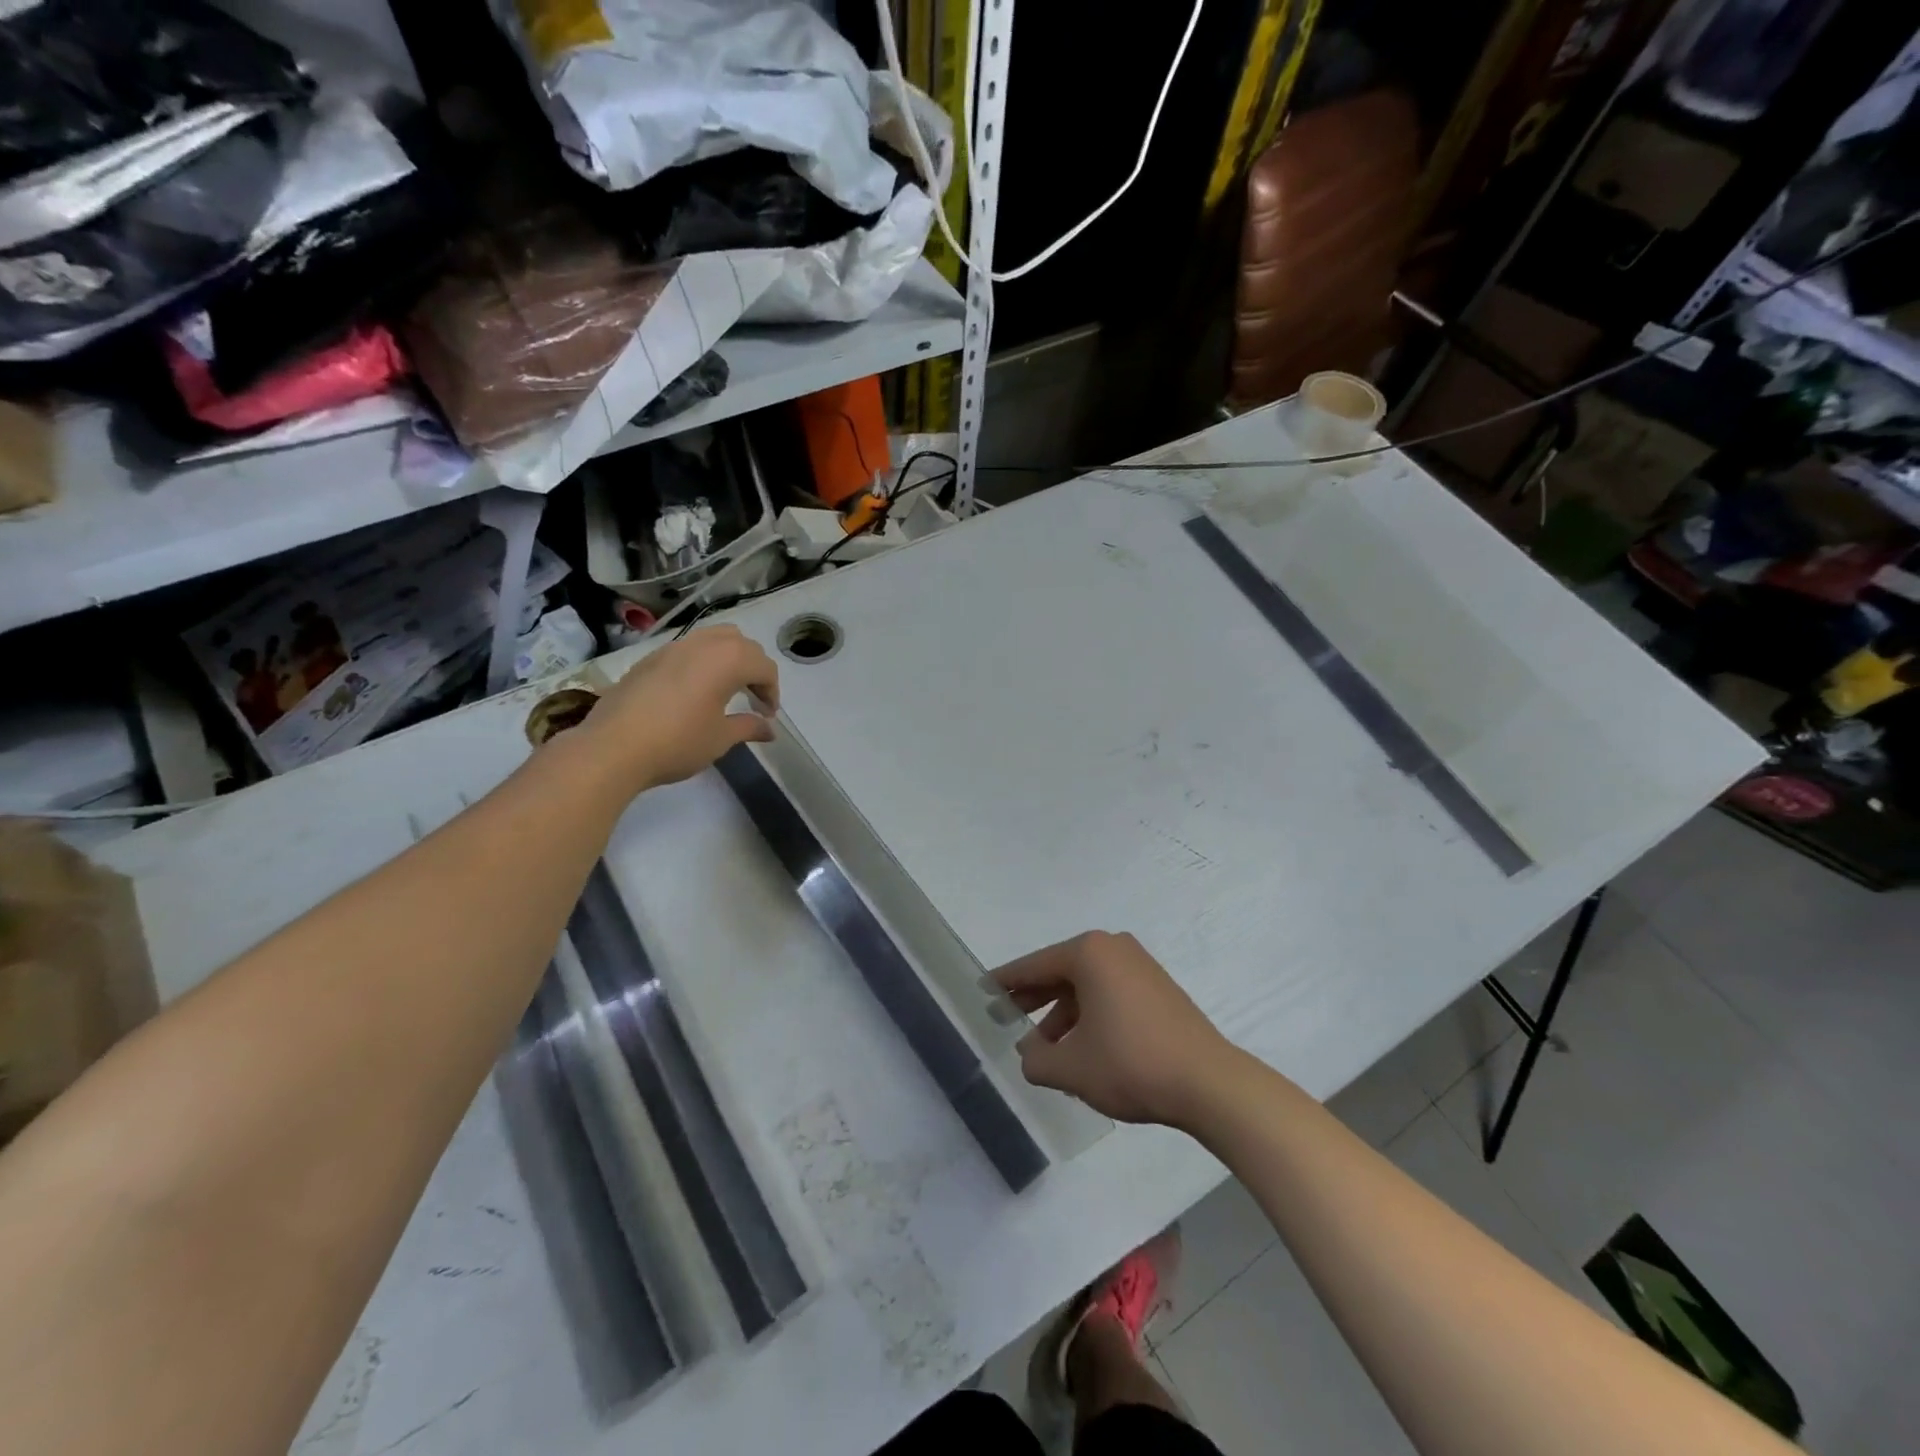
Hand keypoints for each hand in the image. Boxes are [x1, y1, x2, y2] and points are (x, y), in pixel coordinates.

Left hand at [578, 626, 779, 791]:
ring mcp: (673, 648)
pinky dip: (702, 662)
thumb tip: (769, 729)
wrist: (613, 747)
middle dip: (754, 669)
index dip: (772, 691)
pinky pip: (687, 650)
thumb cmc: (677, 742)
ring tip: (726, 689)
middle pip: (741, 644)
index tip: (768, 715)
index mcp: (727, 660)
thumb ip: (748, 727)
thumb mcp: (720, 738)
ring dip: (728, 659)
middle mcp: (702, 644)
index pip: (763, 667)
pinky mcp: (650, 658)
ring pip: (713, 639)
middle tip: (753, 699)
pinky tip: (694, 691)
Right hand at [991, 931, 1243, 1129]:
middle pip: (1061, 971)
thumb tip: (1030, 1054)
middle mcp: (1114, 948)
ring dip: (1062, 1013)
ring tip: (1044, 1047)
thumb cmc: (1130, 1063)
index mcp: (1089, 953)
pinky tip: (1081, 1046)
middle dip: (1034, 996)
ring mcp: (1140, 966)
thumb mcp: (1071, 1067)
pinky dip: (1090, 1014)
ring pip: (1087, 985)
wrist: (1208, 1083)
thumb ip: (1036, 1059)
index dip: (1006, 981)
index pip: (1035, 965)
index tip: (983, 990)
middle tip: (1007, 1015)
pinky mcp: (1158, 988)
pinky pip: (1110, 993)